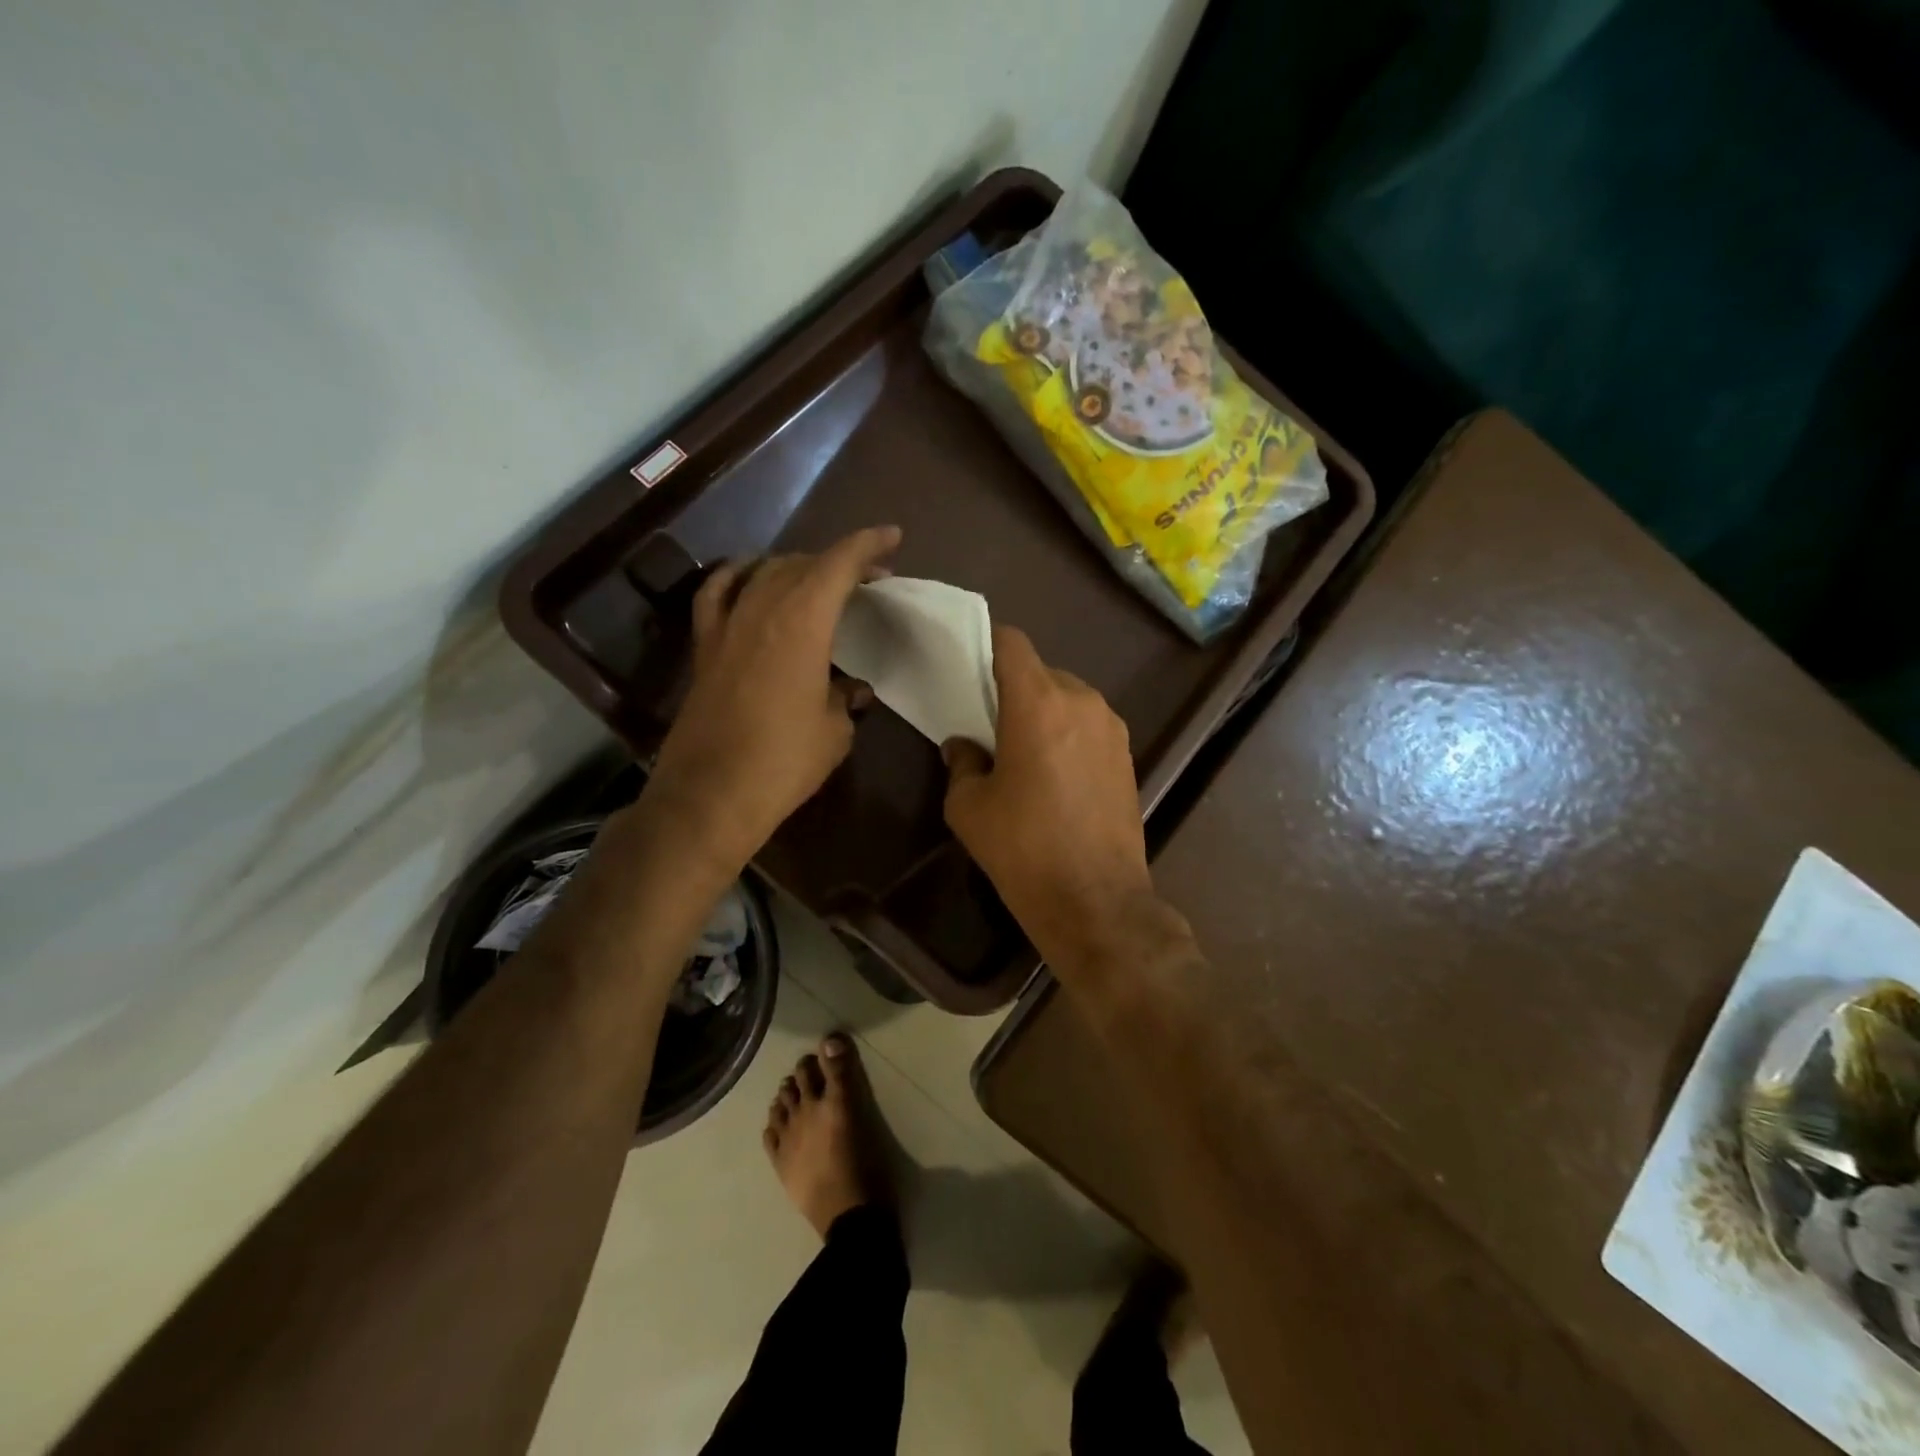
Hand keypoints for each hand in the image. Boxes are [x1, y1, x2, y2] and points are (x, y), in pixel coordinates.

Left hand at [646, 526, 900, 870]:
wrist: (711, 795)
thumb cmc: (784, 762)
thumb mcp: (834, 731)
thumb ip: (845, 699)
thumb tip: (851, 690)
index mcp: (802, 622)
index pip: (838, 564)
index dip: (867, 545)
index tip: (891, 538)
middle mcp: (761, 609)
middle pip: (802, 564)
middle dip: (838, 562)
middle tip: (867, 577)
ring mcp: (726, 625)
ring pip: (763, 572)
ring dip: (795, 567)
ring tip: (817, 579)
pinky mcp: (704, 647)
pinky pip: (718, 593)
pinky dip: (738, 577)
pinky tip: (750, 578)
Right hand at [942, 625, 1157, 972]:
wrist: (1096, 901)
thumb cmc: (1023, 849)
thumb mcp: (969, 807)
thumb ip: (962, 763)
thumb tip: (964, 747)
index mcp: (1039, 703)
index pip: (1012, 644)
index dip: (988, 644)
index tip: (969, 664)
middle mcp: (1082, 702)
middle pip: (1041, 671)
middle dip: (1014, 688)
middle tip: (991, 723)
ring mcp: (1112, 728)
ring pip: (1068, 698)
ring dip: (1043, 712)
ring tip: (1024, 753)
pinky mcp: (1128, 755)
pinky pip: (1089, 726)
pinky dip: (1068, 734)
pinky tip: (1056, 776)